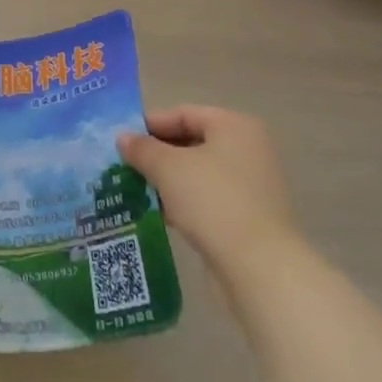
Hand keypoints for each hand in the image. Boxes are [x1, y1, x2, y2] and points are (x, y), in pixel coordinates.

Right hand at [117, 106, 300, 290]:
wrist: (259, 267)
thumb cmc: (213, 200)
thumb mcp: (167, 168)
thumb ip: (142, 148)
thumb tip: (123, 138)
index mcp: (234, 126)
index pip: (183, 114)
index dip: (150, 125)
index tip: (122, 140)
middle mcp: (248, 149)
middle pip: (192, 142)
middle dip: (157, 154)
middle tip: (126, 165)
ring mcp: (252, 185)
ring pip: (199, 173)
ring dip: (168, 180)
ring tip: (137, 189)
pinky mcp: (250, 217)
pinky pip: (209, 198)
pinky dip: (184, 201)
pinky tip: (161, 213)